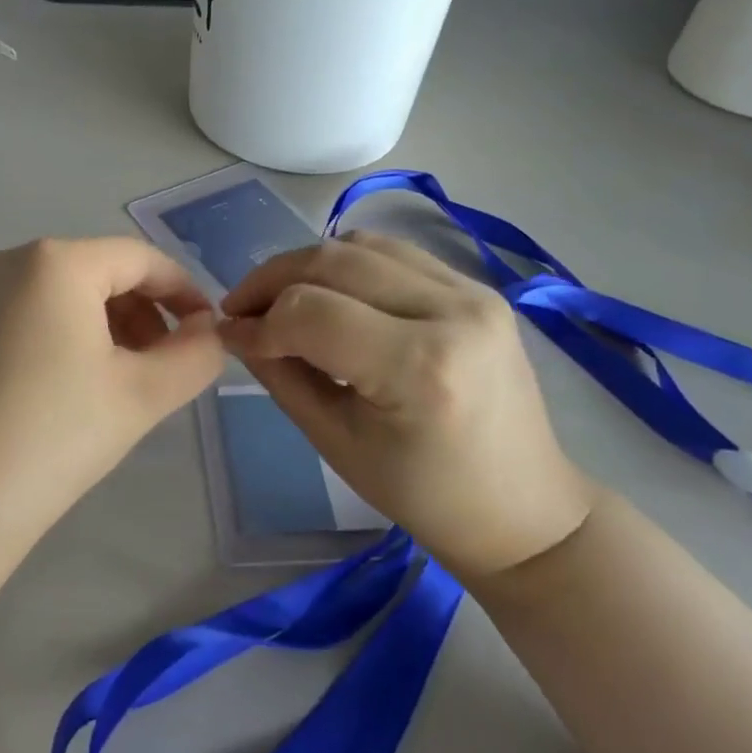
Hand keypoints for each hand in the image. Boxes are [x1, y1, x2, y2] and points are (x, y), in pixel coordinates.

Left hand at [0, 238, 225, 534]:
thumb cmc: (53, 435)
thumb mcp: (142, 395)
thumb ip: (195, 355)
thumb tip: (210, 333)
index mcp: (55, 260)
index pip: (141, 259)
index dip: (184, 292)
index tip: (209, 334)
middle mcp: (10, 260)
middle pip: (100, 272)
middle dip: (145, 313)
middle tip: (166, 366)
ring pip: (63, 293)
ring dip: (107, 327)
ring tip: (125, 381)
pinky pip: (29, 313)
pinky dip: (65, 336)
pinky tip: (74, 385)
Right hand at [220, 231, 594, 581]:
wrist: (522, 507)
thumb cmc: (422, 494)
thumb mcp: (335, 441)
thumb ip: (280, 375)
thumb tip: (236, 330)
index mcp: (420, 368)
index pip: (310, 314)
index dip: (258, 322)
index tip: (230, 337)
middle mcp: (452, 312)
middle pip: (332, 262)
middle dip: (270, 280)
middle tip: (240, 309)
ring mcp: (472, 291)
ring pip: (359, 245)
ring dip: (305, 265)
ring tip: (277, 298)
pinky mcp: (477, 287)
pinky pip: (392, 253)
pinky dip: (345, 263)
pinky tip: (326, 292)